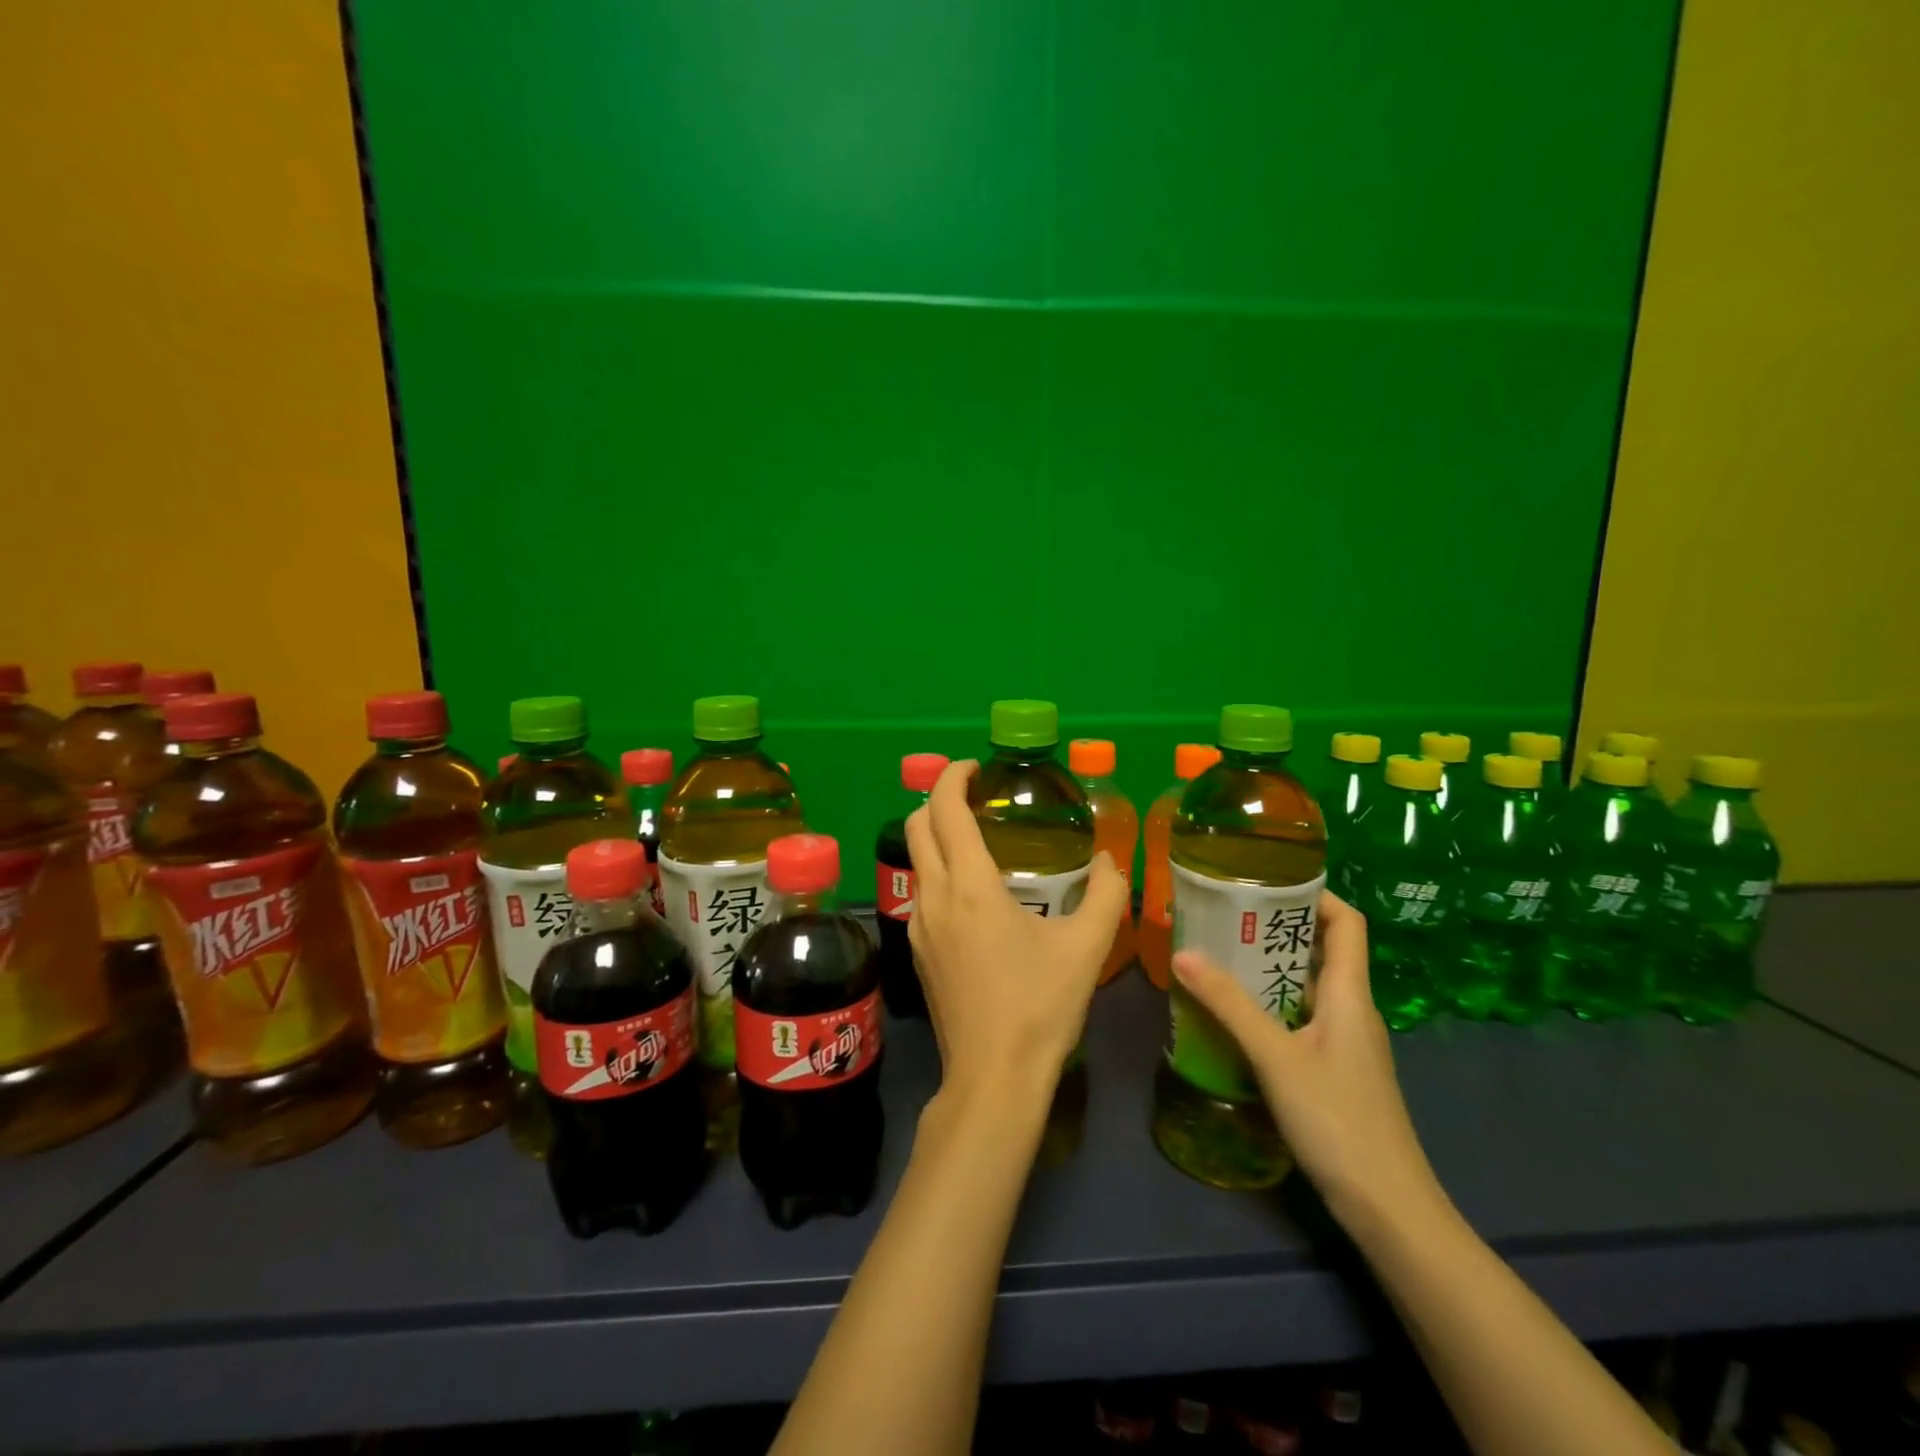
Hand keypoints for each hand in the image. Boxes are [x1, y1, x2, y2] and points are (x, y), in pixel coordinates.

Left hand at [905, 759, 1127, 1103]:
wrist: (993, 1078)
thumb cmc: (1040, 1007)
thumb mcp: (1086, 948)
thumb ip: (1105, 895)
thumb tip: (1111, 860)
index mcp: (970, 886)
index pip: (945, 809)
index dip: (953, 777)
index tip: (974, 767)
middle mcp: (934, 896)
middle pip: (917, 825)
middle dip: (939, 799)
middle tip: (975, 797)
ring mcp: (918, 925)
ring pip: (915, 859)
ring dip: (937, 836)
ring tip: (979, 841)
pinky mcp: (917, 950)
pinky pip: (921, 892)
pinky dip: (939, 870)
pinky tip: (973, 894)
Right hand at [1171, 892, 1442, 1229]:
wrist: (1388, 1207)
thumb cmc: (1338, 1120)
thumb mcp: (1276, 1057)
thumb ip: (1229, 1005)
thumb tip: (1183, 953)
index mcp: (1348, 994)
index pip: (1347, 923)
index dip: (1315, 894)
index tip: (1267, 882)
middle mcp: (1352, 1009)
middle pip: (1322, 950)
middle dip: (1276, 928)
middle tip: (1225, 917)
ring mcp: (1346, 1042)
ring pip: (1308, 986)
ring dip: (1268, 968)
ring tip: (1220, 958)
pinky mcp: (1337, 1070)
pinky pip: (1303, 1018)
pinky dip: (1272, 1005)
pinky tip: (1236, 1017)